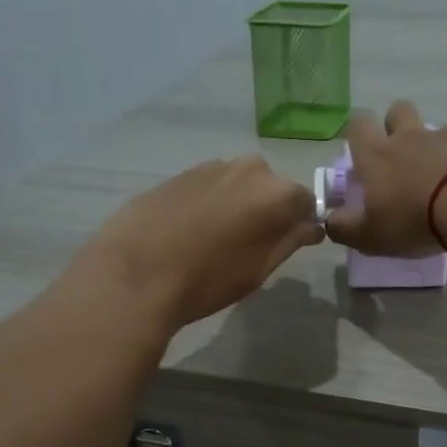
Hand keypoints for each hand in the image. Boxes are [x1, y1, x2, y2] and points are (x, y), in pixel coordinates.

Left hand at [74, 156, 323, 329]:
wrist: (136, 272)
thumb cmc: (208, 279)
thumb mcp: (259, 269)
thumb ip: (290, 241)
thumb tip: (310, 226)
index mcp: (278, 194)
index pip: (306, 203)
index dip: (300, 225)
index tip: (287, 246)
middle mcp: (250, 169)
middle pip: (272, 189)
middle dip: (268, 212)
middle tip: (249, 247)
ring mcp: (213, 166)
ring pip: (239, 185)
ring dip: (237, 205)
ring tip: (216, 240)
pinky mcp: (181, 173)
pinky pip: (211, 186)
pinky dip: (210, 203)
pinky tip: (191, 231)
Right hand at [323, 101, 446, 255]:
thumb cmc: (415, 218)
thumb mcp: (372, 235)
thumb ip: (346, 229)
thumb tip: (330, 221)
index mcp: (377, 155)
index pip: (358, 126)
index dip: (358, 134)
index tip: (363, 152)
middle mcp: (409, 137)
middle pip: (398, 111)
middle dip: (397, 125)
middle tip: (403, 157)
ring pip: (436, 130)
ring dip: (436, 148)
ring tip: (446, 179)